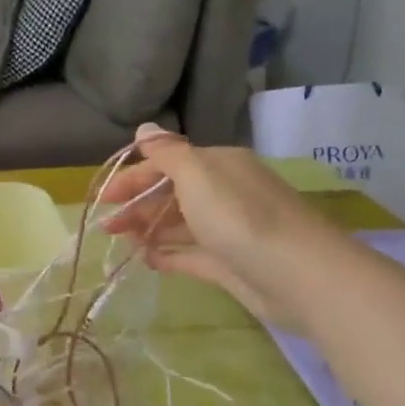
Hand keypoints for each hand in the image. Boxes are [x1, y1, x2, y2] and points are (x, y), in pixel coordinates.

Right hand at [98, 124, 340, 333]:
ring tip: (122, 243)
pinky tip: (145, 261)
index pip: (167, 164)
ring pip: (179, 225)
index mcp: (219, 166)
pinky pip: (191, 255)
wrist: (301, 277)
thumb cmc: (241, 217)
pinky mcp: (231, 263)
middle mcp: (225, 193)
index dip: (133, 177)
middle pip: (171, 194)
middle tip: (107, 227)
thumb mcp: (197, 175)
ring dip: (148, 230)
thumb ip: (167, 153)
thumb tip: (144, 129)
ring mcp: (229, 230)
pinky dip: (167, 255)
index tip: (103, 198)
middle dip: (137, 206)